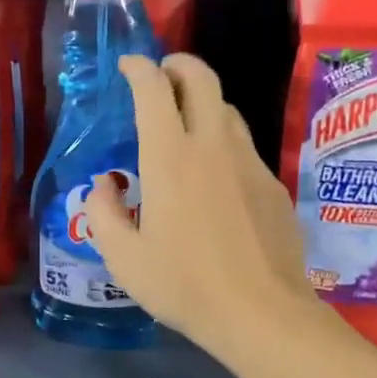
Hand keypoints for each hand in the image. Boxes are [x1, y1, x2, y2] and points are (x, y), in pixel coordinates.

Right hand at [88, 54, 318, 359]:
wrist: (262, 312)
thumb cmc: (184, 286)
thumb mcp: (124, 258)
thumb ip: (104, 214)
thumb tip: (104, 185)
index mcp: (170, 158)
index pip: (154, 90)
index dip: (138, 69)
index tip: (128, 66)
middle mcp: (212, 146)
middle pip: (202, 78)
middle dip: (178, 64)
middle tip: (161, 74)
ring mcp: (249, 162)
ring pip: (227, 109)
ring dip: (202, 102)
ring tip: (185, 124)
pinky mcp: (272, 183)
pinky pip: (243, 146)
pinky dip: (223, 140)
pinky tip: (214, 176)